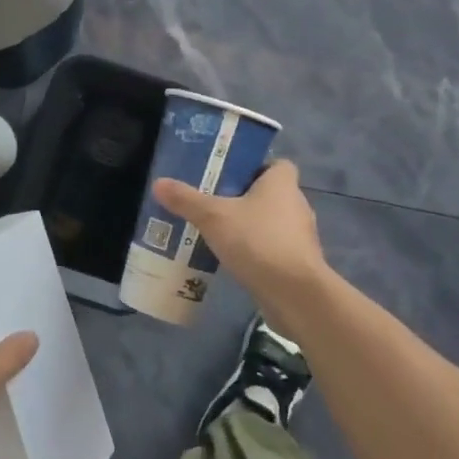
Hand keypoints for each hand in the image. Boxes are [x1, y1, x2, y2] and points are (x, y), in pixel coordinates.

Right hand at [153, 159, 328, 300]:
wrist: (294, 294)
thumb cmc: (257, 241)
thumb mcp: (213, 217)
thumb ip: (186, 199)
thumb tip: (158, 183)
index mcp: (282, 184)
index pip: (278, 164)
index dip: (256, 166)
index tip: (230, 174)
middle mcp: (296, 205)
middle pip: (270, 193)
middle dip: (244, 197)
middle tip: (212, 202)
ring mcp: (299, 236)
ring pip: (271, 222)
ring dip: (249, 226)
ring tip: (216, 231)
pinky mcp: (297, 263)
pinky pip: (272, 247)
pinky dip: (255, 250)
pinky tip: (231, 257)